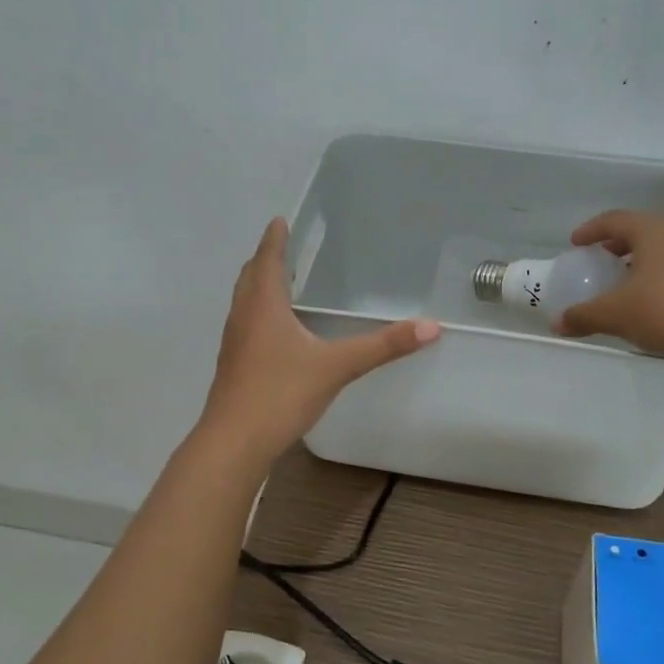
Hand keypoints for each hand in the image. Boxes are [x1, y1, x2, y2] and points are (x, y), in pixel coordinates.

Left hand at [199, 218, 440, 465]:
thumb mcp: (337, 367)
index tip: (280, 221)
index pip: (268, 260)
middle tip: (282, 247)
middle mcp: (244, 317)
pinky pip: (245, 326)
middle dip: (265, 259)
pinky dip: (258, 314)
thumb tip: (430, 327)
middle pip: (250, 277)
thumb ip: (382, 346)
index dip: (274, 239)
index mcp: (263, 306)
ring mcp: (234, 343)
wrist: (234, 442)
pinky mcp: (233, 366)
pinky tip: (275, 333)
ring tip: (279, 283)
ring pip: (244, 302)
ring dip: (259, 286)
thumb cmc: (281, 394)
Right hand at [554, 210, 663, 361]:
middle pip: (641, 231)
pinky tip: (650, 302)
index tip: (575, 243)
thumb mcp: (615, 314)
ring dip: (638, 262)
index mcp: (653, 232)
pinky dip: (657, 277)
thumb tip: (556, 323)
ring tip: (623, 283)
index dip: (592, 229)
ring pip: (662, 250)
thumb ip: (583, 316)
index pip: (616, 219)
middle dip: (616, 244)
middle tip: (598, 261)